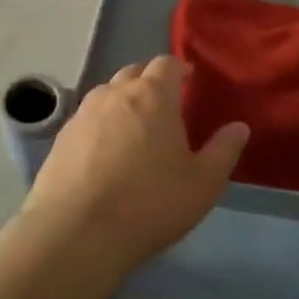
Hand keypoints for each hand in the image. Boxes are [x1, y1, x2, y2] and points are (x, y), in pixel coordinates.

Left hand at [19, 55, 248, 278]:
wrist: (76, 234)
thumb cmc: (149, 203)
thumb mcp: (203, 183)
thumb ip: (224, 150)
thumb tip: (239, 127)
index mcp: (152, 96)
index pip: (166, 64)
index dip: (179, 69)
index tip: (189, 80)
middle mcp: (114, 94)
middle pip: (134, 73)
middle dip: (150, 81)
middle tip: (165, 104)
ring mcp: (82, 115)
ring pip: (106, 95)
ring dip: (123, 101)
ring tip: (135, 128)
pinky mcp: (60, 140)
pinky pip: (86, 120)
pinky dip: (100, 126)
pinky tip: (105, 153)